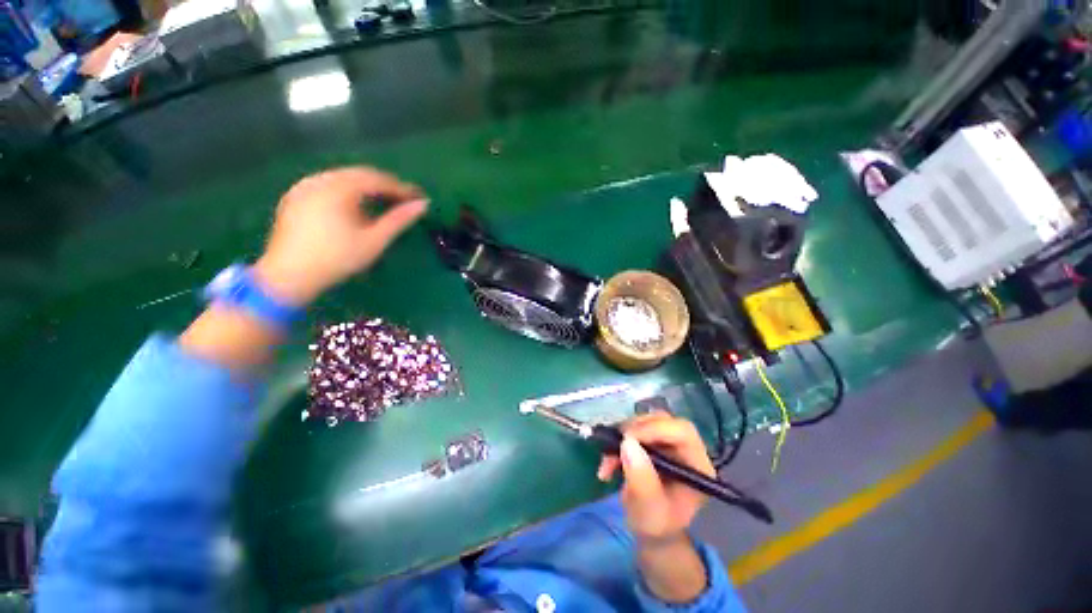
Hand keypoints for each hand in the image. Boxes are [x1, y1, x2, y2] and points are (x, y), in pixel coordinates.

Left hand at [252, 167, 426, 305]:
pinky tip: (354, 205)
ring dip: (366, 187)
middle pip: (360, 174)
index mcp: (339, 188)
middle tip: (404, 199)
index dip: (401, 188)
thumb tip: (423, 204)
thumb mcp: (374, 240)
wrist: (288, 275)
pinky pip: (327, 184)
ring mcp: (304, 186)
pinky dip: (347, 191)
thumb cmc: (337, 258)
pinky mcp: (295, 196)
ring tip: (383, 202)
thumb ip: (399, 220)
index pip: (378, 179)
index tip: (419, 198)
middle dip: (384, 185)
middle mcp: (320, 180)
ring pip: (343, 178)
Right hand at [596, 412, 714, 543]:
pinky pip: (635, 428)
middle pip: (663, 421)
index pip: (682, 433)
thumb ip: (641, 480)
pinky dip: (619, 439)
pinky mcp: (654, 439)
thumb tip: (628, 442)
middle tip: (613, 447)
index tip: (627, 439)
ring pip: (646, 421)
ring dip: (623, 436)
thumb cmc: (655, 524)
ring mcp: (670, 442)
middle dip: (634, 431)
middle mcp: (687, 449)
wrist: (650, 526)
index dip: (654, 429)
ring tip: (608, 461)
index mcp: (697, 466)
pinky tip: (609, 460)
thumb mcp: (648, 510)